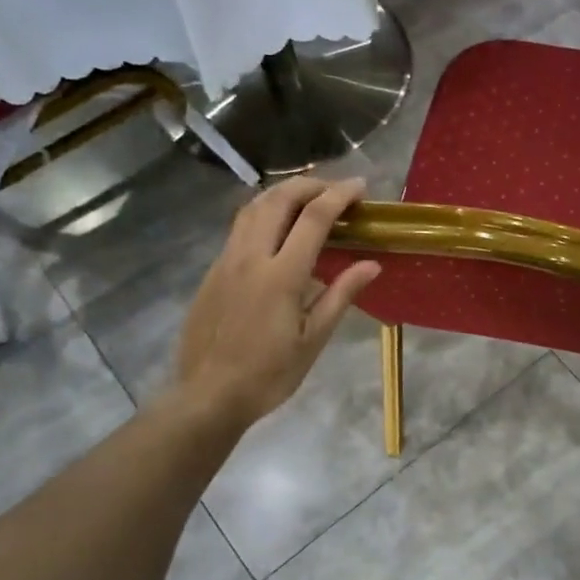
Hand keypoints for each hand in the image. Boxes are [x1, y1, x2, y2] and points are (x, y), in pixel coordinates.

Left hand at [171, 177, 380, 429]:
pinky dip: (264, 213)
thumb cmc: (269, 374)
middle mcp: (251, 257)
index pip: (314, 218)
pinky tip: (278, 229)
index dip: (339, 195)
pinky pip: (240, 227)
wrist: (208, 395)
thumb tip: (372, 264)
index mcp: (282, 276)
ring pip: (252, 208)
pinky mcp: (213, 271)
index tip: (360, 187)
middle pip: (278, 199)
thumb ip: (341, 295)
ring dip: (283, 193)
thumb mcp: (314, 339)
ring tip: (308, 198)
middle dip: (310, 184)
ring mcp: (226, 261)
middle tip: (335, 189)